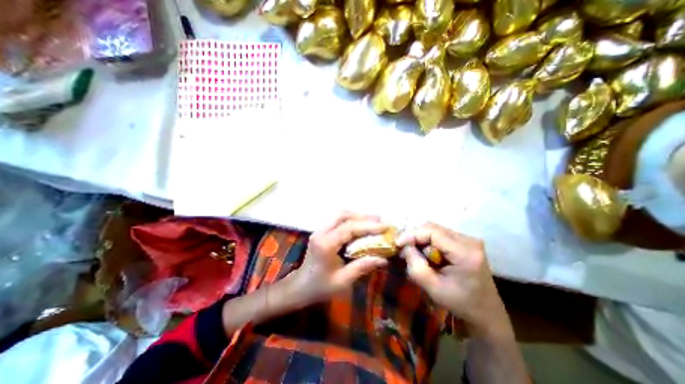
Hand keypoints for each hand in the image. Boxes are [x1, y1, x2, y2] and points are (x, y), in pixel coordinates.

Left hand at [290, 213, 390, 305]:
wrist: (300, 286)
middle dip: (363, 216)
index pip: (349, 228)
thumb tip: (384, 259)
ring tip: (374, 221)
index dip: (368, 226)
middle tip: (380, 221)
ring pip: (340, 215)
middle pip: (343, 215)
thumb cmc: (320, 287)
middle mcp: (321, 233)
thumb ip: (362, 266)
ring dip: (357, 216)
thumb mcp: (343, 281)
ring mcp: (320, 230)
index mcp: (325, 244)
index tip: (385, 227)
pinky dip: (351, 220)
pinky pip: (338, 220)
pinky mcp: (321, 231)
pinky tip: (361, 225)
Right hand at [400, 221, 503, 334]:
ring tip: (413, 252)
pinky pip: (440, 235)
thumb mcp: (433, 288)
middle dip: (415, 236)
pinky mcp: (465, 242)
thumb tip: (404, 247)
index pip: (432, 232)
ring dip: (421, 239)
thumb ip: (416, 266)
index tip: (397, 244)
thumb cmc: (461, 304)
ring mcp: (469, 239)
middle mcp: (469, 240)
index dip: (412, 234)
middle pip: (433, 227)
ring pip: (435, 229)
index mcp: (465, 253)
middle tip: (403, 248)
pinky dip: (428, 241)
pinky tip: (425, 253)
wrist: (487, 313)